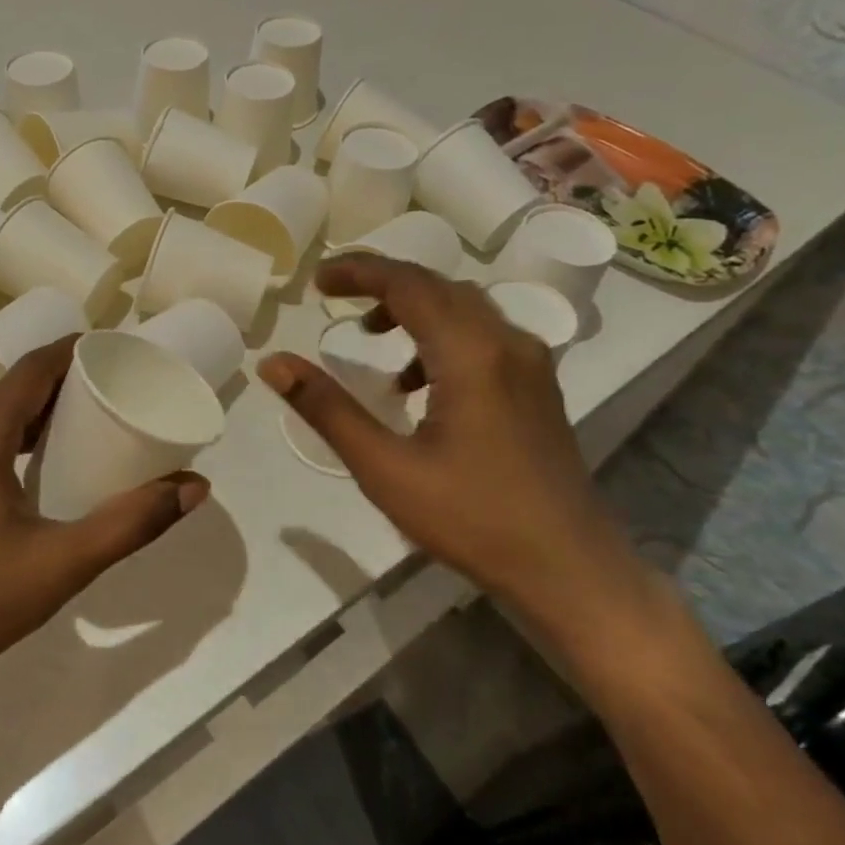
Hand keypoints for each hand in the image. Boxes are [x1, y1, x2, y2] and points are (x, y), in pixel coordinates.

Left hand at [0, 336, 209, 700]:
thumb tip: (195, 487)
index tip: (114, 351)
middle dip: (61, 383)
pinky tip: (36, 462)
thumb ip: (133, 522)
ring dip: (35, 412)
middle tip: (112, 390)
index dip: (72, 352)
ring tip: (84, 423)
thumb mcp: (65, 562)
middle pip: (11, 389)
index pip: (31, 370)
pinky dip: (10, 435)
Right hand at [258, 254, 642, 624]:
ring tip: (371, 337)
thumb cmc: (472, 519)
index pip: (409, 284)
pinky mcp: (537, 388)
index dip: (359, 272)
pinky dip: (441, 336)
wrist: (570, 572)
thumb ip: (327, 409)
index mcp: (471, 354)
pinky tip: (417, 383)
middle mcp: (507, 343)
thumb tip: (273, 363)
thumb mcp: (384, 467)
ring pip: (464, 308)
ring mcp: (530, 364)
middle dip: (382, 283)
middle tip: (334, 296)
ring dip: (413, 308)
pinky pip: (483, 335)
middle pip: (438, 287)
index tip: (316, 283)